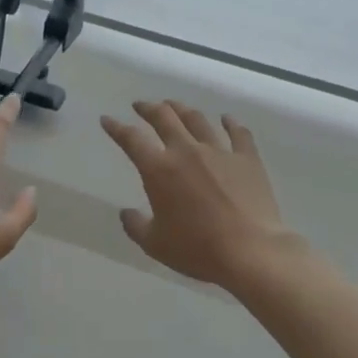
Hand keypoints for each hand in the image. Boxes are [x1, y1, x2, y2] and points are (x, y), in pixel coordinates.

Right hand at [101, 100, 290, 286]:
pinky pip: (238, 133)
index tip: (107, 119)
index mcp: (159, 169)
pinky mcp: (247, 158)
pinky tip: (226, 118)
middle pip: (164, 118)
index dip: (116, 127)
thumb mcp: (155, 244)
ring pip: (196, 119)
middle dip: (148, 108)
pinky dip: (230, 123)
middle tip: (141, 106)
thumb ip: (136, 226)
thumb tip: (126, 213)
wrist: (251, 251)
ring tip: (174, 106)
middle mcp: (186, 151)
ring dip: (181, 109)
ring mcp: (219, 151)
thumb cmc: (198, 249)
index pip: (131, 139)